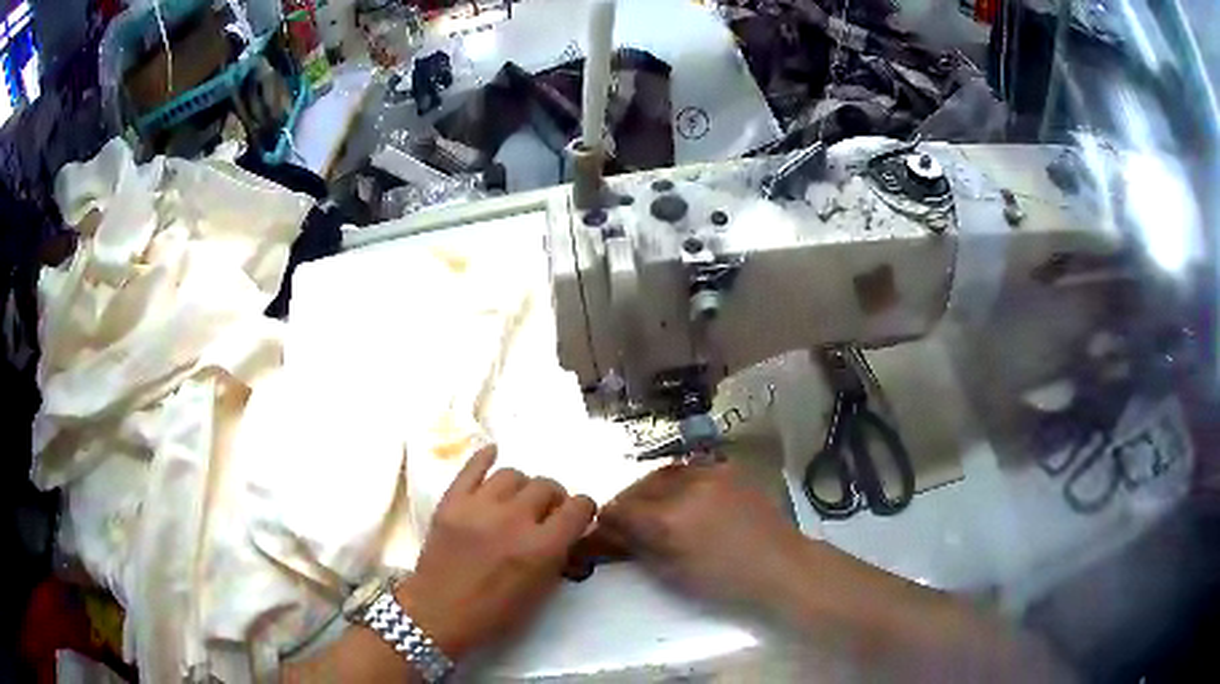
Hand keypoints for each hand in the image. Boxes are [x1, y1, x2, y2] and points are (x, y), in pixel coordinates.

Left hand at [395, 446, 595, 659]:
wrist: (437, 614)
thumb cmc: (494, 614)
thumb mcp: (540, 593)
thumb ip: (558, 556)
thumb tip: (567, 531)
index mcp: (541, 548)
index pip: (578, 506)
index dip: (583, 509)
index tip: (578, 517)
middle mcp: (513, 520)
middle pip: (546, 485)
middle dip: (553, 498)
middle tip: (545, 512)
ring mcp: (479, 507)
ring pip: (513, 473)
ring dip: (522, 487)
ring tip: (516, 500)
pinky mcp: (451, 501)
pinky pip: (472, 466)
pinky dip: (486, 457)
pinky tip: (492, 456)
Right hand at [597, 462, 805, 605]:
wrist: (780, 565)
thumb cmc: (725, 582)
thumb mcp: (673, 573)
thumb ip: (638, 548)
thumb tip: (611, 533)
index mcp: (668, 520)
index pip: (620, 508)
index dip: (607, 519)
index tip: (605, 529)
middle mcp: (685, 488)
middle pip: (638, 487)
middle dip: (626, 502)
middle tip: (624, 520)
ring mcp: (710, 474)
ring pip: (663, 472)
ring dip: (649, 488)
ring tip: (650, 506)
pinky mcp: (729, 470)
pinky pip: (691, 468)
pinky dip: (677, 481)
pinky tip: (680, 496)